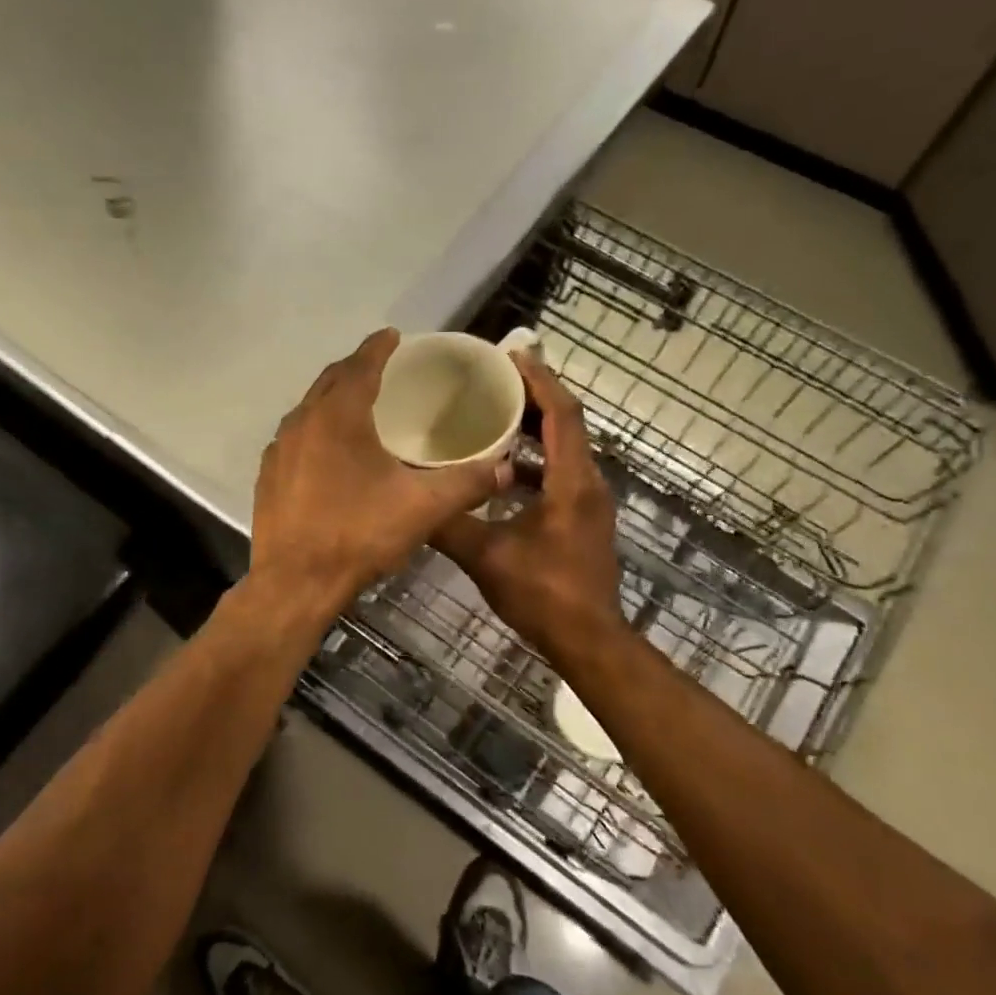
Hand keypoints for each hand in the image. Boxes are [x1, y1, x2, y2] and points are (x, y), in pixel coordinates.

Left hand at [250, 329, 510, 617]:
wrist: (296, 582)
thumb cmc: (359, 534)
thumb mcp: (423, 508)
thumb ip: (466, 483)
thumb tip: (503, 468)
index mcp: (339, 417)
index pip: (360, 365)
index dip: (379, 347)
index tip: (393, 335)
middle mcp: (302, 422)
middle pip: (331, 381)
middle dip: (355, 368)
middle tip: (380, 367)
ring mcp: (279, 450)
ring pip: (309, 409)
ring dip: (333, 398)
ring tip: (357, 404)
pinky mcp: (269, 476)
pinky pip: (295, 437)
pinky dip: (316, 430)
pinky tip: (329, 451)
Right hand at [432, 352, 625, 658]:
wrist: (587, 639)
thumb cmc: (542, 593)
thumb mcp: (486, 556)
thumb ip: (447, 524)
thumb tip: (407, 502)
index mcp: (572, 482)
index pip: (562, 414)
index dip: (539, 380)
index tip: (511, 355)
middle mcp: (588, 484)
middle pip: (566, 424)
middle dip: (534, 396)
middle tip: (494, 378)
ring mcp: (588, 503)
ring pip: (563, 450)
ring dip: (533, 429)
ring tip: (492, 414)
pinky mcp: (582, 520)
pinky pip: (559, 474)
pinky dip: (533, 461)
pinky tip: (498, 470)